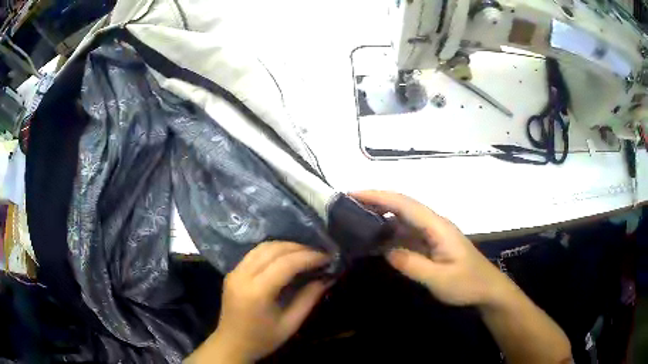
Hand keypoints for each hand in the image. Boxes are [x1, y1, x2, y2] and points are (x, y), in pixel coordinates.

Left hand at [186, 242, 330, 362]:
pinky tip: (286, 257)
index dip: (308, 257)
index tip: (327, 257)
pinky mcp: (232, 272)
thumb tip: (326, 279)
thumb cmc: (262, 339)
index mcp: (257, 292)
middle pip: (273, 250)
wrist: (231, 344)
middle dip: (299, 248)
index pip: (285, 264)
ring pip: (262, 247)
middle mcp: (242, 276)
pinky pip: (254, 253)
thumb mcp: (290, 324)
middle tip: (318, 254)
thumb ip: (308, 299)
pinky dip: (273, 250)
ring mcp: (234, 272)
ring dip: (285, 246)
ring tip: (305, 253)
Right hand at [353, 190, 513, 306]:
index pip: (405, 204)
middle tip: (348, 205)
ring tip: (356, 219)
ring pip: (403, 219)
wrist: (488, 290)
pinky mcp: (431, 244)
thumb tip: (386, 251)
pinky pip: (406, 234)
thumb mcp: (440, 279)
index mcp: (437, 227)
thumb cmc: (467, 284)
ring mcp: (432, 234)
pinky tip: (376, 240)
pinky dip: (389, 233)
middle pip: (402, 206)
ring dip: (381, 216)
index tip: (354, 194)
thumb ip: (413, 264)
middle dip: (376, 201)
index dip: (379, 196)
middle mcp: (434, 224)